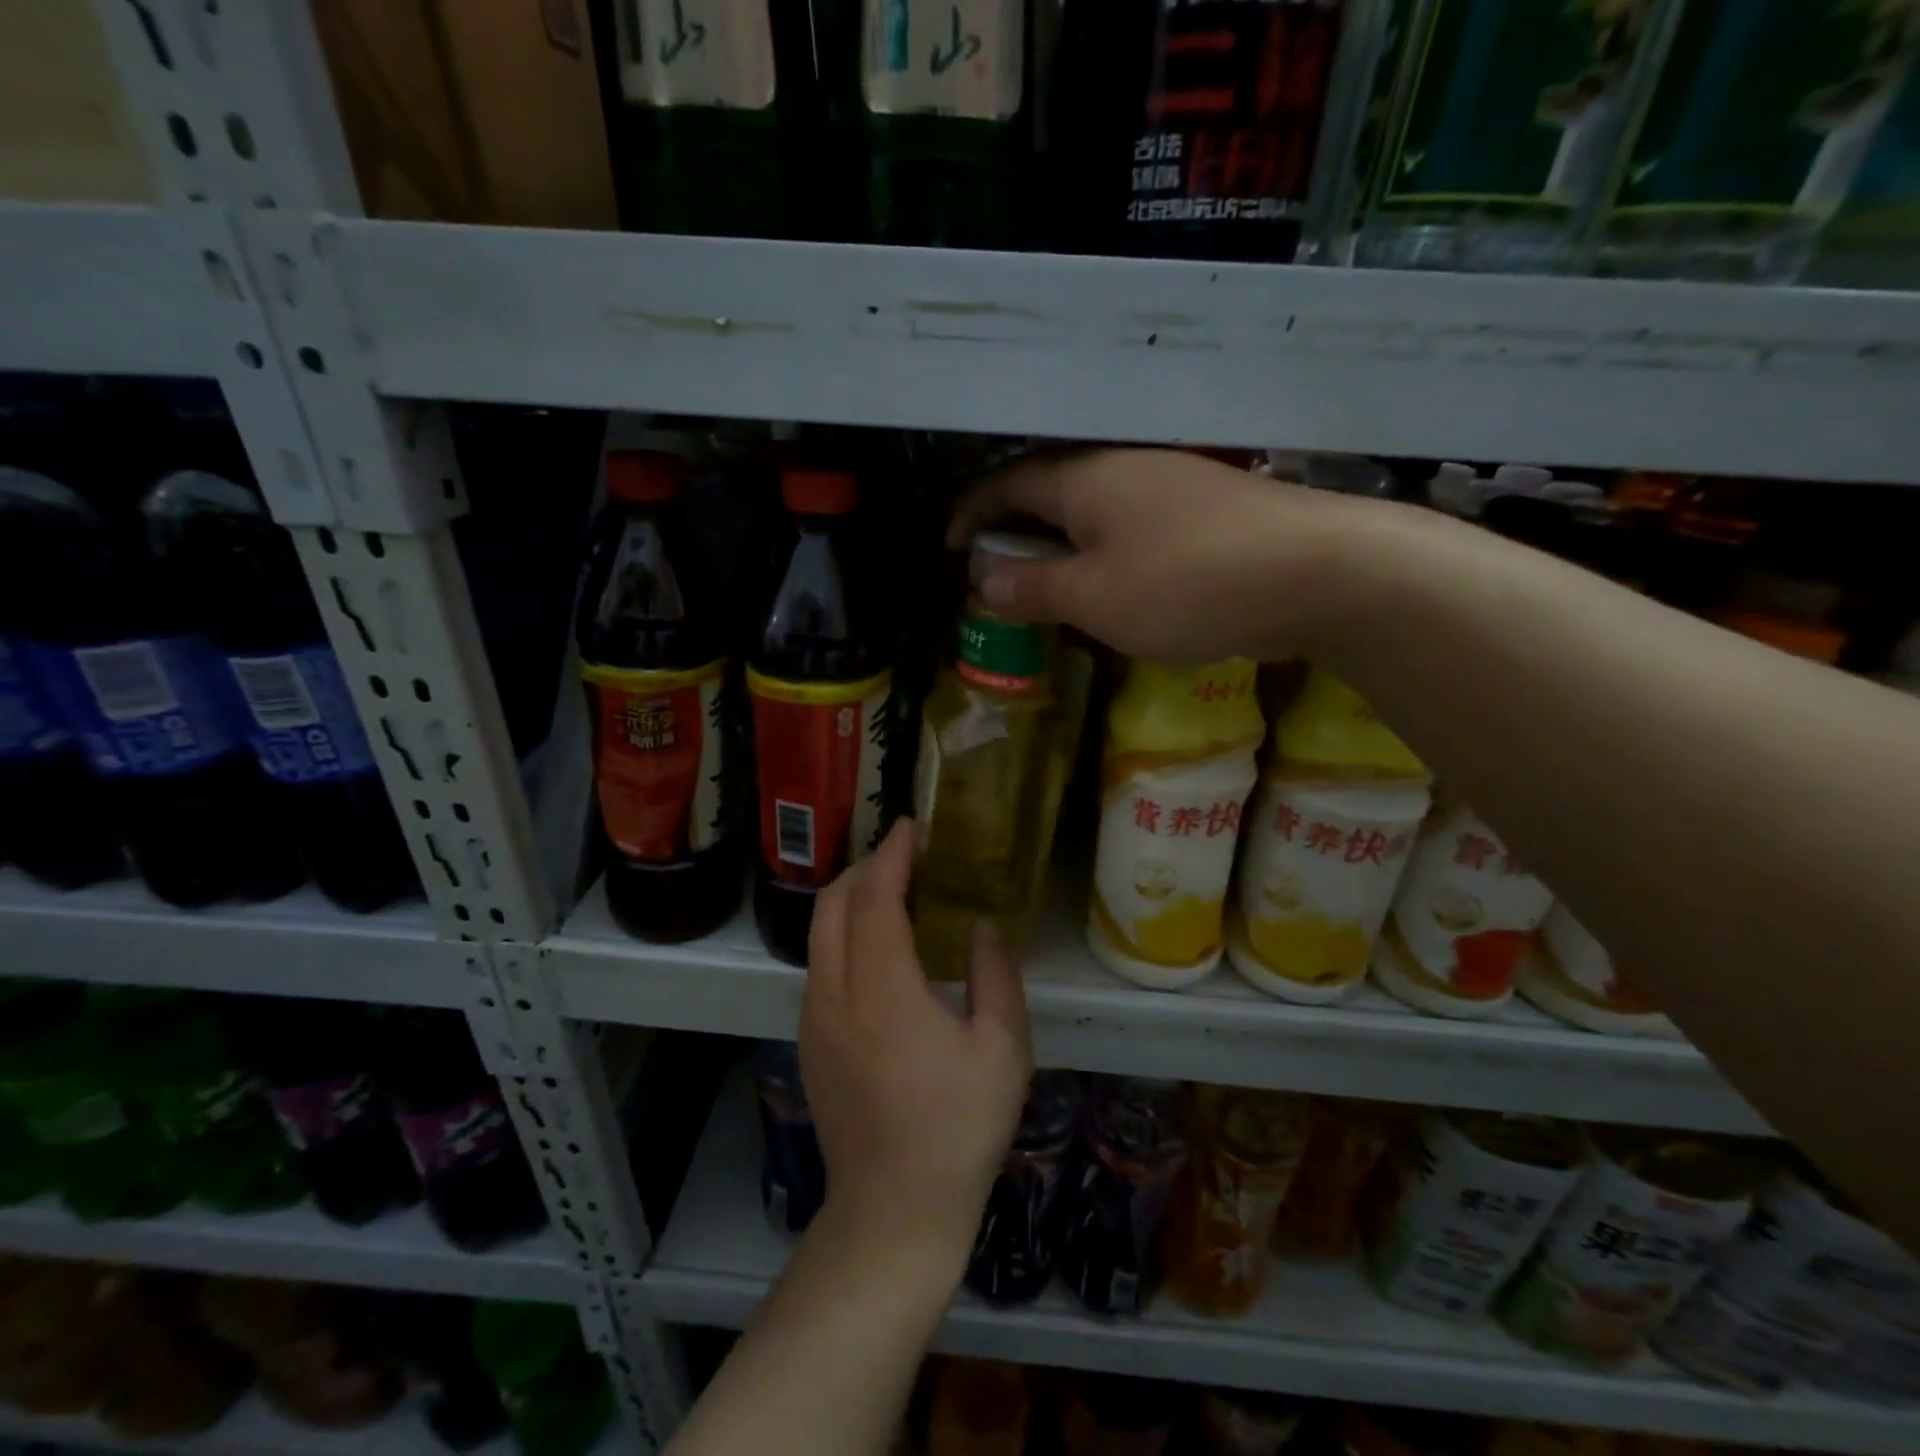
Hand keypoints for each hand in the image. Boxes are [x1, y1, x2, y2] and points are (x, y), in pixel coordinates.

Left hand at [800, 821, 1033, 1267]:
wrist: (892, 1213)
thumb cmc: (958, 1130)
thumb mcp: (1003, 1050)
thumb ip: (995, 976)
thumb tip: (980, 929)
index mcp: (882, 991)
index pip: (875, 899)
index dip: (892, 856)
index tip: (912, 828)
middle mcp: (834, 994)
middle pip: (832, 904)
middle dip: (865, 867)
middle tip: (907, 856)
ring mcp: (813, 1018)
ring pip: (818, 932)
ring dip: (851, 899)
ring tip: (896, 892)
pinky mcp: (808, 1040)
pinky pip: (819, 963)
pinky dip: (843, 933)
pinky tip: (879, 948)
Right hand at [949, 447, 1375, 663]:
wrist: (1316, 571)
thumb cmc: (1186, 585)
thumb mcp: (1094, 598)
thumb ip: (1035, 589)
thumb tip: (986, 582)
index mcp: (1084, 477)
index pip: (1006, 482)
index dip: (971, 513)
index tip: (952, 547)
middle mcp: (1123, 464)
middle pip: (1049, 487)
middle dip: (1015, 527)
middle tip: (999, 570)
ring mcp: (1171, 480)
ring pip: (1095, 505)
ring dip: (1063, 540)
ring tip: (1052, 584)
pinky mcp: (1207, 507)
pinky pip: (1134, 521)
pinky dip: (1106, 549)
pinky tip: (1118, 583)